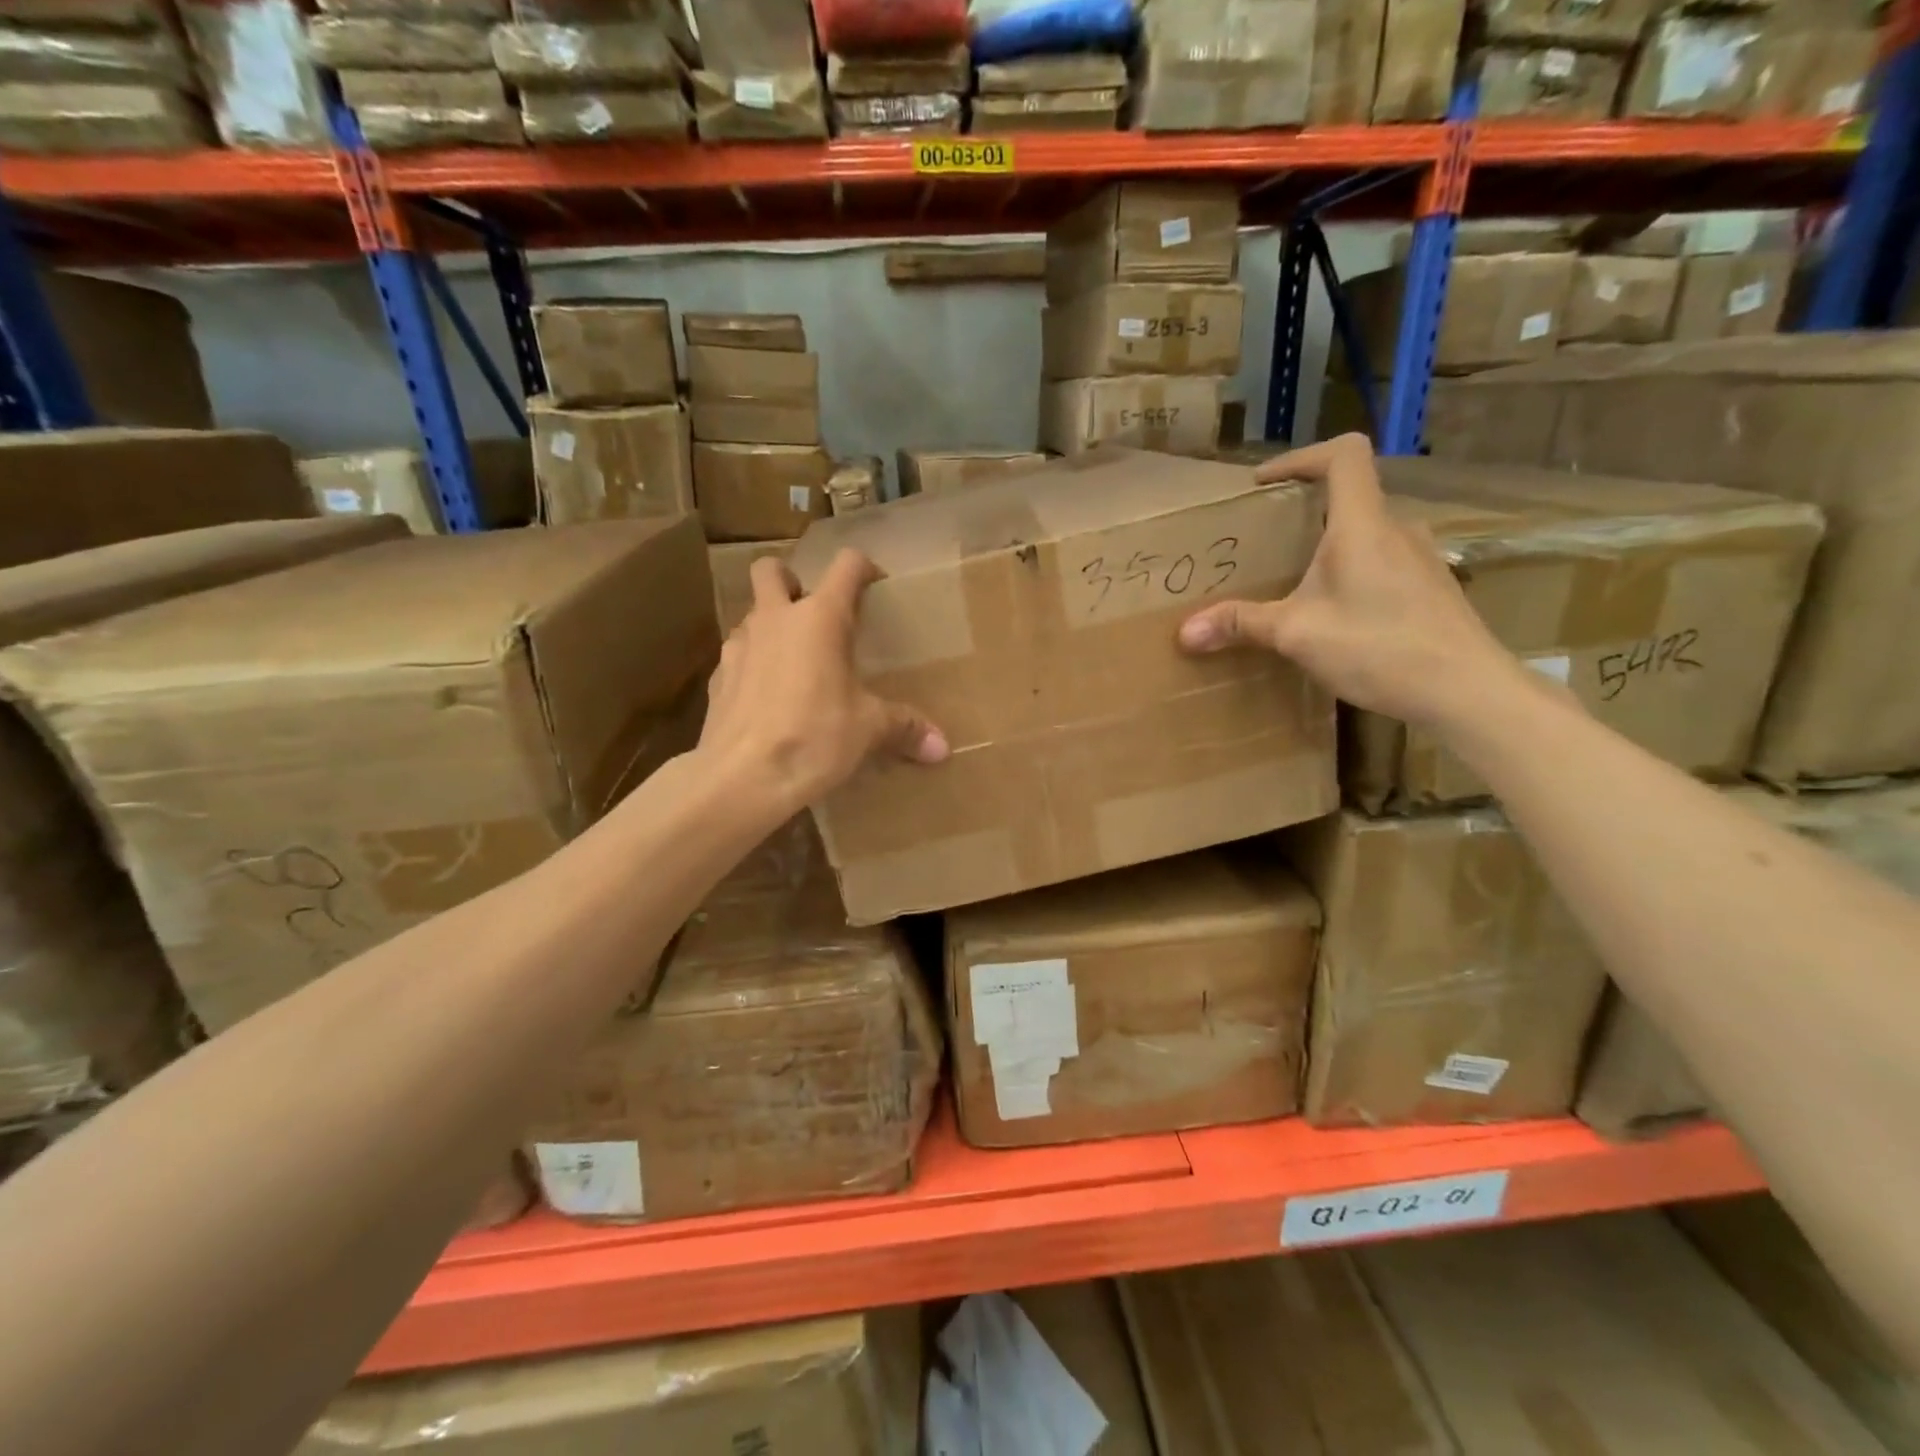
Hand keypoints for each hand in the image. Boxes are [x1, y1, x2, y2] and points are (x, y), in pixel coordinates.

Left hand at [700, 548, 947, 811]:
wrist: (741, 778)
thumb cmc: (814, 738)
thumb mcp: (868, 731)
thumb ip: (905, 728)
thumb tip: (943, 748)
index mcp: (819, 618)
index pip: (846, 566)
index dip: (864, 568)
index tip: (876, 587)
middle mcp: (774, 619)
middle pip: (772, 570)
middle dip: (791, 580)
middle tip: (814, 614)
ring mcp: (739, 646)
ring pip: (751, 615)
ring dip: (772, 627)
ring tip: (795, 663)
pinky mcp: (717, 679)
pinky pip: (737, 657)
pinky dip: (754, 666)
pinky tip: (769, 699)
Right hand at [1177, 434, 1523, 727]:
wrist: (1465, 688)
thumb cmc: (1378, 646)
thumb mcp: (1297, 634)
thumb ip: (1241, 624)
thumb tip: (1184, 631)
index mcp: (1363, 524)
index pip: (1343, 454)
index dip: (1300, 457)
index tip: (1264, 485)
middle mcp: (1397, 529)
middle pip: (1351, 496)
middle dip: (1304, 512)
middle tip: (1267, 542)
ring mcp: (1421, 559)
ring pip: (1367, 533)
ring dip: (1329, 546)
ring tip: (1296, 582)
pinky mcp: (1431, 588)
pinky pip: (1383, 562)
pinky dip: (1353, 572)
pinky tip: (1337, 615)